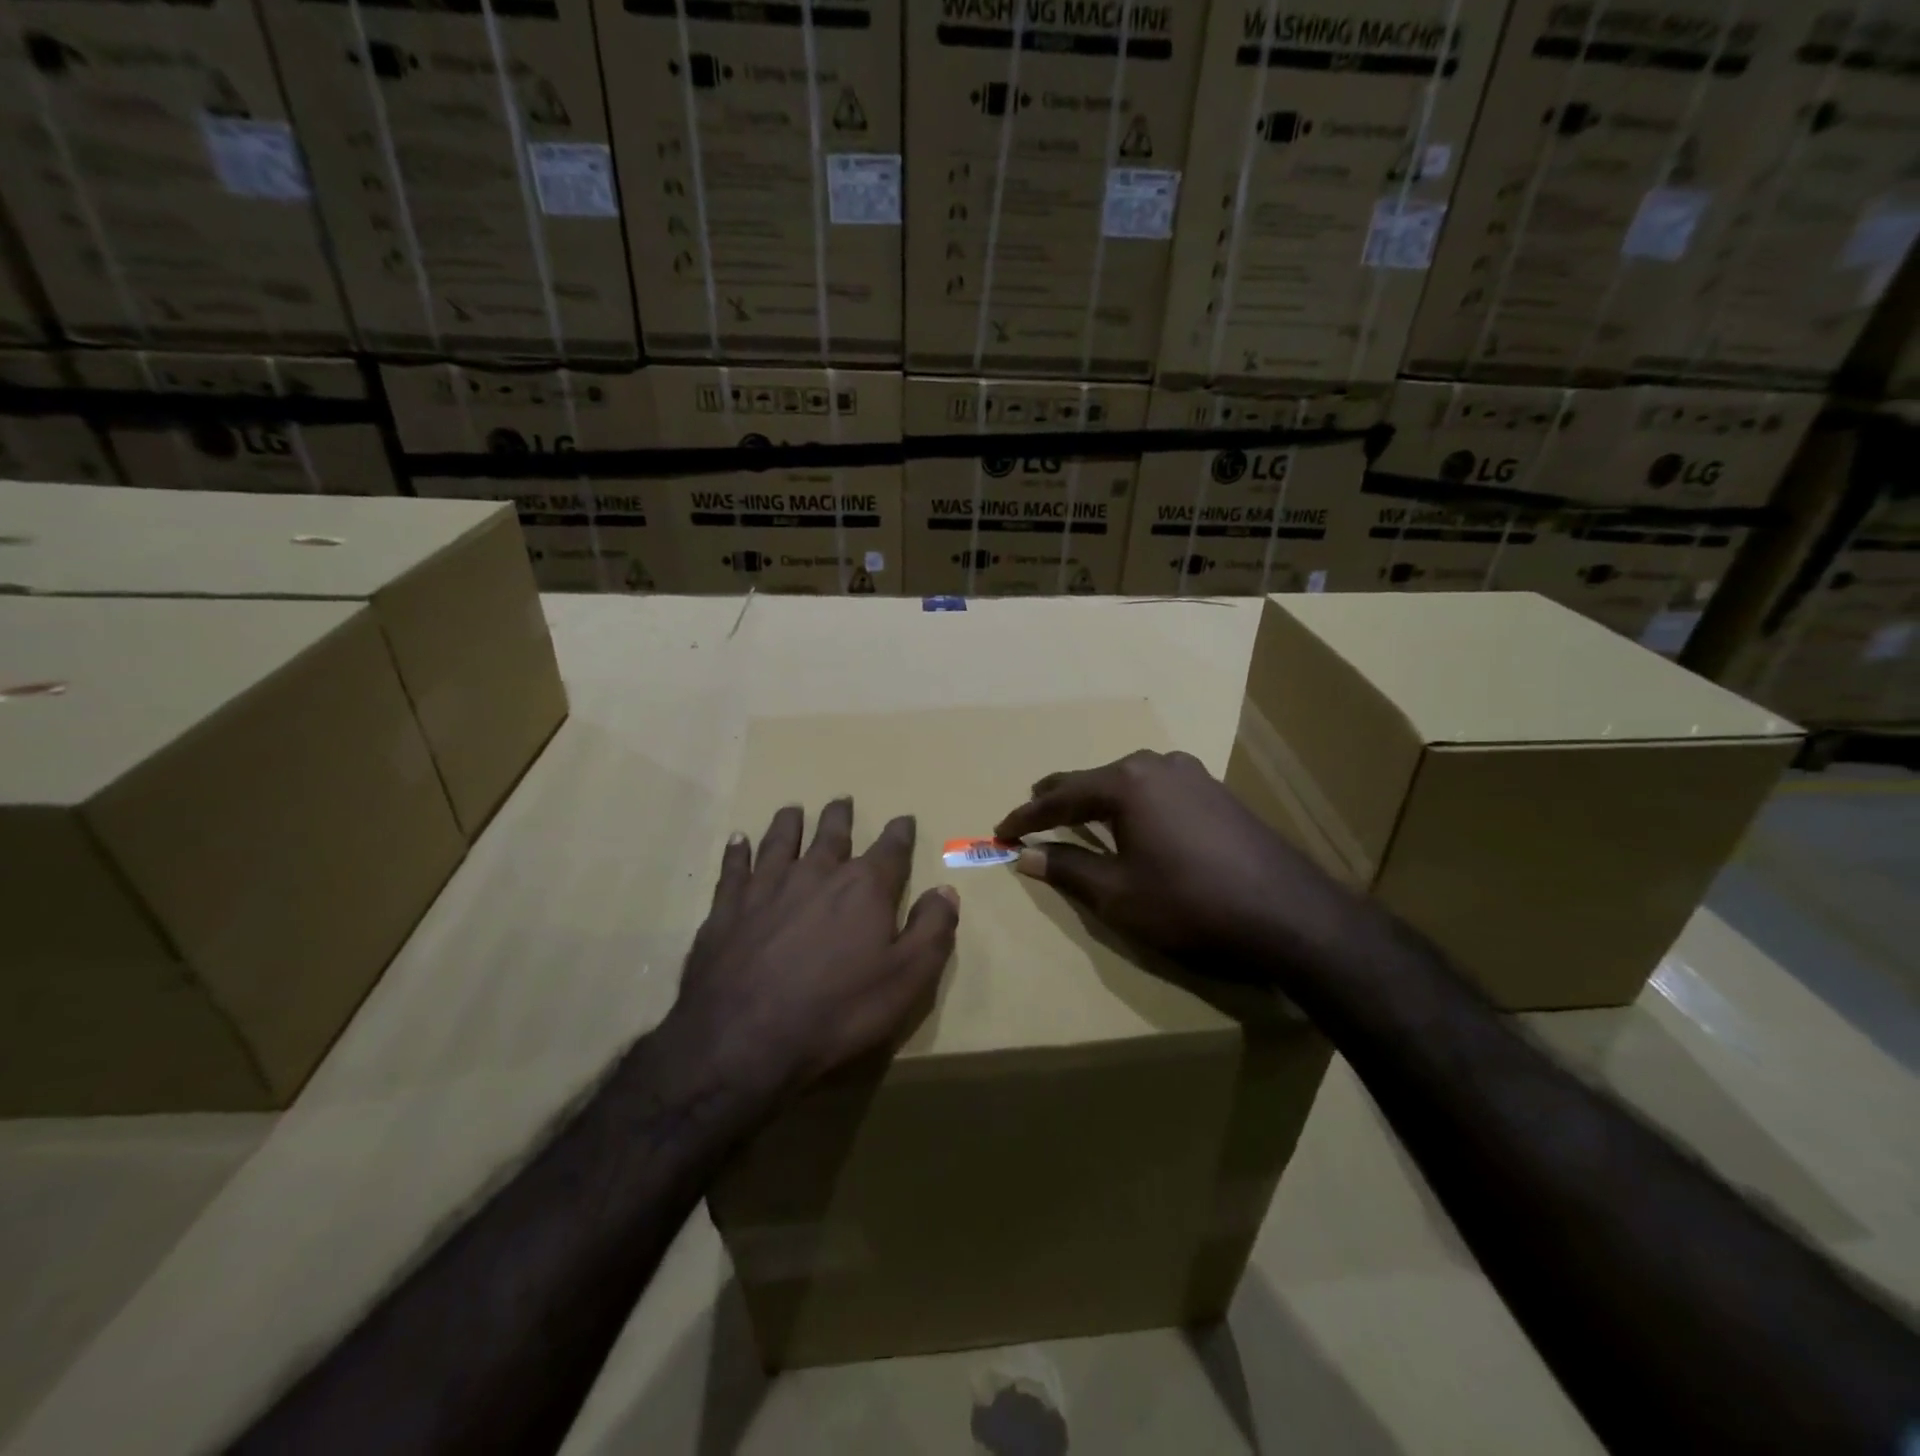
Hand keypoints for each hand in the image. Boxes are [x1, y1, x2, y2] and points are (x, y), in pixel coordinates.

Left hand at [663, 800, 959, 1109]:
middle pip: (831, 835)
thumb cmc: (837, 1011)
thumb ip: (931, 930)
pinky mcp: (727, 909)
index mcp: (863, 888)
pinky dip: (737, 851)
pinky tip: (736, 840)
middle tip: (842, 801)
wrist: (744, 1038)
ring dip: (789, 823)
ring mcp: (766, 888)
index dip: (899, 833)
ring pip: (780, 841)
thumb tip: (946, 890)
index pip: (890, 850)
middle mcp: (816, 874)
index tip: (904, 819)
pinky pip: (733, 868)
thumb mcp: (906, 980)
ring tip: (792, 809)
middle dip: (840, 817)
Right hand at [994, 750, 1353, 980]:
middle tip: (1030, 812)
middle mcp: (1157, 765)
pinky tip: (1133, 819)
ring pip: (1128, 781)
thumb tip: (1026, 855)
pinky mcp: (1217, 792)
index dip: (1026, 817)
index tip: (1000, 831)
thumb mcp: (1117, 893)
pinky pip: (1157, 790)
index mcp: (1127, 782)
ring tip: (1076, 812)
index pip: (1060, 795)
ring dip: (1097, 797)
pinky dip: (1131, 803)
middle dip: (1059, 797)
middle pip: (1094, 778)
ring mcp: (1192, 774)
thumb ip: (1067, 869)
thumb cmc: (1190, 903)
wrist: (1289, 913)